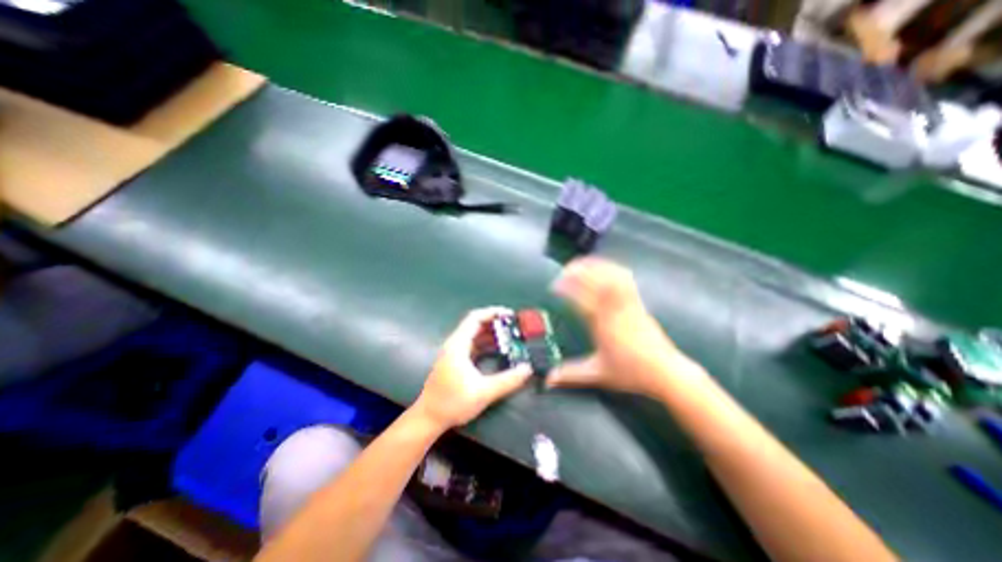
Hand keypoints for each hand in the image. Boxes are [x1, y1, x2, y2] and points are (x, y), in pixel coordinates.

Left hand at [411, 308, 530, 429]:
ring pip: (474, 336)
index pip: (475, 318)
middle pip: (475, 325)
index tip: (510, 314)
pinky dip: (486, 344)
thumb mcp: (483, 392)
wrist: (428, 418)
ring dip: (491, 334)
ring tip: (510, 337)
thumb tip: (527, 369)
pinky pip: (473, 345)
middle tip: (514, 326)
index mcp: (458, 345)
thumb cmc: (452, 403)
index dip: (492, 312)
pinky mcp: (455, 361)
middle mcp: (454, 344)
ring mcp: (453, 353)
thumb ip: (507, 381)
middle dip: (495, 323)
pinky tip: (498, 350)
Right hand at [544, 257, 697, 397]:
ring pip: (613, 275)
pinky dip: (611, 268)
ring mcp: (630, 303)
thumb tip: (548, 380)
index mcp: (604, 325)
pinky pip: (625, 278)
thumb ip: (571, 375)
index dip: (568, 287)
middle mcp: (617, 310)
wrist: (665, 372)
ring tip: (580, 265)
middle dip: (579, 271)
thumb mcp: (597, 374)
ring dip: (595, 266)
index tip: (554, 286)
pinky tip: (602, 268)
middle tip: (564, 271)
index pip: (583, 298)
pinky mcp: (638, 302)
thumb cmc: (631, 373)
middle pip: (599, 279)